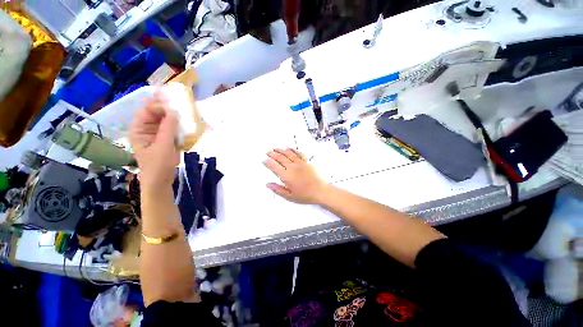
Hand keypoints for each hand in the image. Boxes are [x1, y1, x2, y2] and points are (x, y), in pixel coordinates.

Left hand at [130, 94, 178, 188]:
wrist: (161, 181)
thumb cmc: (158, 165)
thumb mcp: (163, 146)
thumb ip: (168, 128)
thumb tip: (174, 111)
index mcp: (139, 130)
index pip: (147, 111)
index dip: (158, 105)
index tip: (173, 104)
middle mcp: (146, 129)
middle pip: (156, 114)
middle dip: (167, 108)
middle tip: (181, 102)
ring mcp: (156, 135)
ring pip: (165, 121)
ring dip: (175, 116)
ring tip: (185, 111)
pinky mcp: (165, 140)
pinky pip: (171, 129)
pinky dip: (178, 126)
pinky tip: (186, 123)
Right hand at [263, 148, 327, 203]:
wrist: (320, 191)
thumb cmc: (306, 195)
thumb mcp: (289, 196)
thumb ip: (277, 189)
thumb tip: (268, 185)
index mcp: (287, 176)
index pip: (274, 167)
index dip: (268, 163)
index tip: (264, 160)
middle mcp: (292, 167)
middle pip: (280, 158)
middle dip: (272, 154)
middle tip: (268, 152)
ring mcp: (300, 163)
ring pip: (288, 153)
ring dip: (280, 150)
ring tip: (275, 148)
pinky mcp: (306, 162)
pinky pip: (298, 153)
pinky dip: (292, 150)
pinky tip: (289, 148)